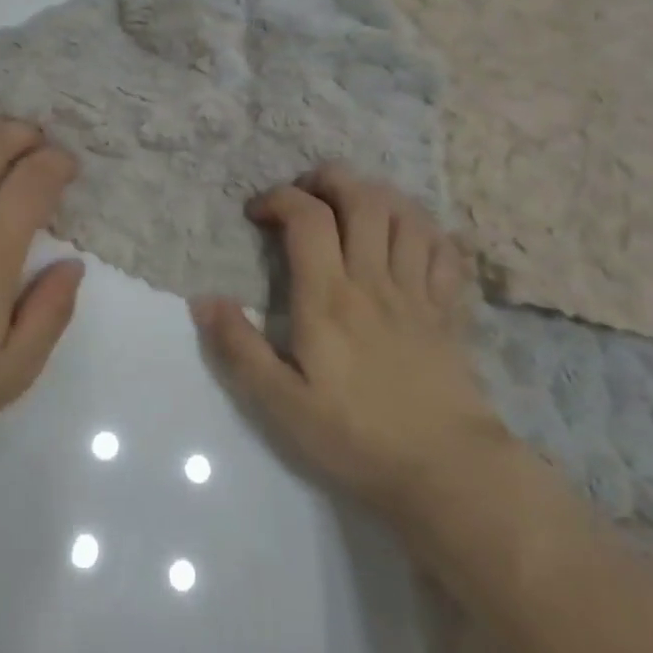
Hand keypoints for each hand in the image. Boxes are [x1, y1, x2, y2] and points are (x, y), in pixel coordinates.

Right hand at [192, 165, 505, 517]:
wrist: (446, 473)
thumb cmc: (355, 437)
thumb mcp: (280, 403)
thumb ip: (239, 348)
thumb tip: (202, 300)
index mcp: (329, 297)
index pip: (308, 217)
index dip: (279, 199)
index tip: (258, 213)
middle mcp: (374, 280)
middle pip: (362, 198)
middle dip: (329, 179)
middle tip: (306, 193)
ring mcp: (419, 292)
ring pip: (406, 214)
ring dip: (377, 195)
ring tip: (353, 206)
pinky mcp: (450, 311)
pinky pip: (444, 249)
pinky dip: (424, 229)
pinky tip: (407, 236)